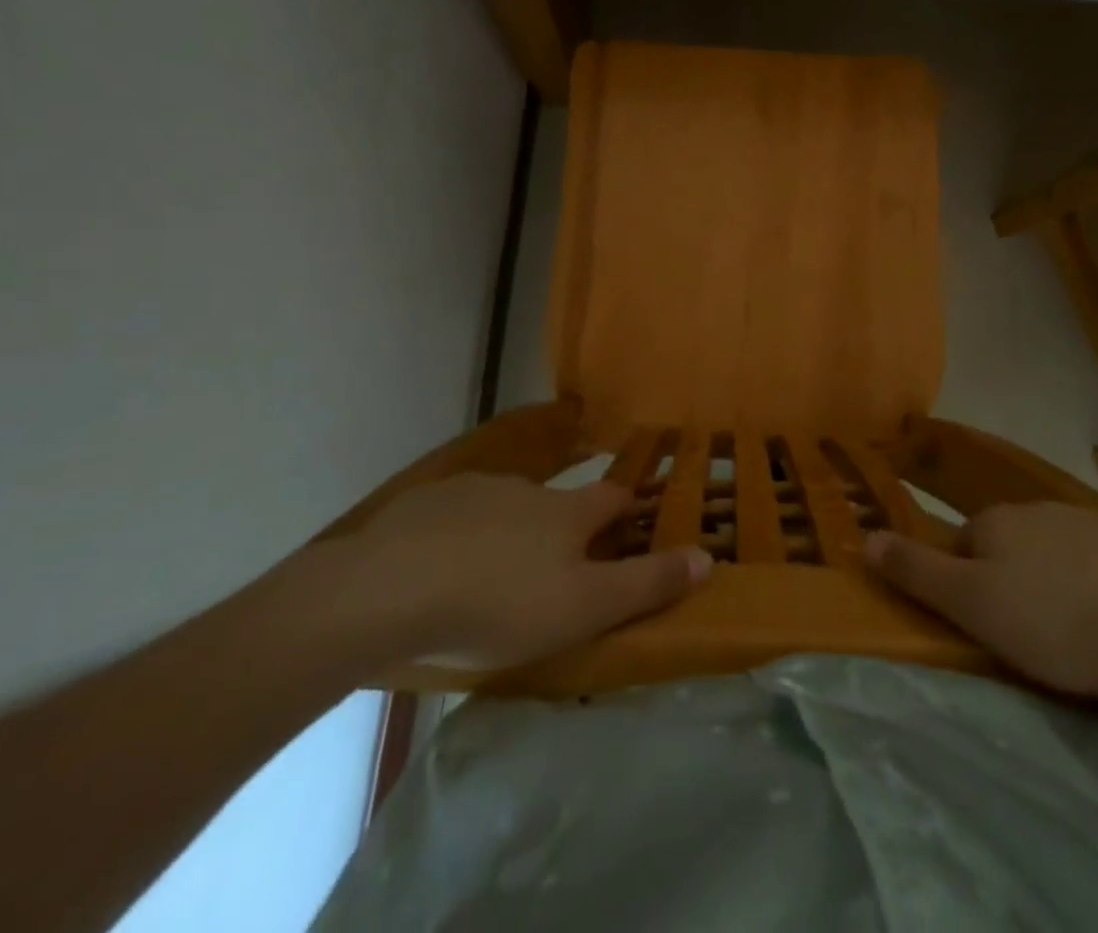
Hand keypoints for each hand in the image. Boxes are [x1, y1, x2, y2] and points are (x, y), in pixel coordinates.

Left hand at [303, 473, 711, 672]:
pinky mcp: (425, 505)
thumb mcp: (585, 607)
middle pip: (558, 504)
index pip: (613, 499)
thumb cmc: (501, 604)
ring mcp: (474, 491)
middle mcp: (527, 490)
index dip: (626, 511)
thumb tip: (707, 556)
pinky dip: (460, 537)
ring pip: (505, 509)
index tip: (630, 528)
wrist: (390, 590)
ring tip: (492, 578)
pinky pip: (455, 517)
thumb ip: (647, 584)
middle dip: (563, 530)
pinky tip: (439, 571)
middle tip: (553, 573)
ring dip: (509, 533)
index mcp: (567, 513)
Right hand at [865, 501, 1097, 704]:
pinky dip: (1096, 591)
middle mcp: (1036, 510)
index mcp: (995, 521)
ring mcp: (1088, 524)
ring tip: (1073, 641)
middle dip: (1009, 585)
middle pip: (1006, 548)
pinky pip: (1097, 568)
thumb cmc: (1056, 622)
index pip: (962, 545)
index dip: (965, 586)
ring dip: (1053, 588)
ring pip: (1052, 557)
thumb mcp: (972, 606)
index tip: (984, 628)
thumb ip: (916, 572)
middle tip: (1026, 641)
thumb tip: (863, 536)